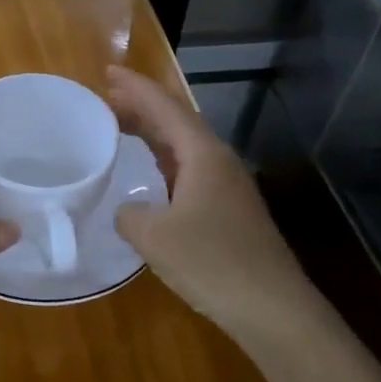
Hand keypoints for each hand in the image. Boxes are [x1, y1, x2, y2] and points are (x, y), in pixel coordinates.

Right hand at [106, 66, 321, 335]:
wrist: (274, 310)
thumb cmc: (212, 262)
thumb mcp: (154, 236)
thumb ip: (130, 214)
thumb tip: (128, 211)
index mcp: (203, 155)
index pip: (165, 107)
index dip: (135, 88)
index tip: (107, 71)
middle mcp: (218, 162)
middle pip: (176, 121)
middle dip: (142, 106)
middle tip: (106, 96)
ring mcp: (228, 187)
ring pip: (184, 147)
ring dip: (152, 133)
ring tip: (120, 126)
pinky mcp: (229, 211)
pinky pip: (188, 170)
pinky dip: (162, 161)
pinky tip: (149, 174)